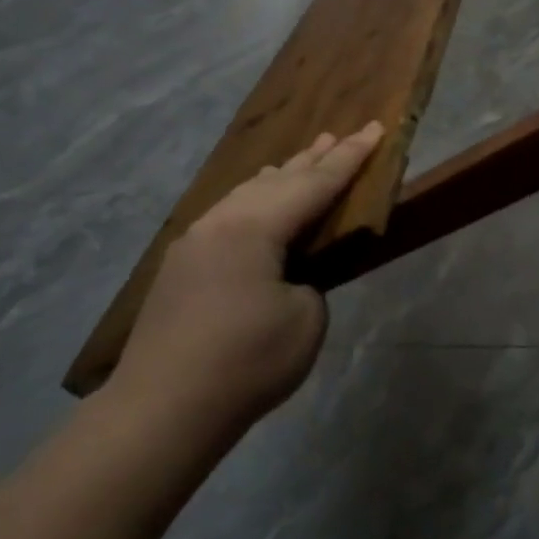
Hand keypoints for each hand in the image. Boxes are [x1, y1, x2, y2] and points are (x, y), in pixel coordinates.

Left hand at [102, 124, 383, 458]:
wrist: (162, 409)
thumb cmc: (246, 363)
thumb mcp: (305, 321)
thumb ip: (309, 283)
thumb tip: (291, 275)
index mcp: (254, 228)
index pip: (315, 184)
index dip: (351, 158)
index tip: (375, 128)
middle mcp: (220, 222)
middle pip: (278, 180)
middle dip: (314, 158)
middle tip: (341, 134)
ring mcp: (194, 243)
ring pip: (246, 194)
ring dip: (280, 177)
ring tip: (302, 159)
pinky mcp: (181, 267)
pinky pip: (228, 215)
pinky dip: (255, 201)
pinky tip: (257, 203)